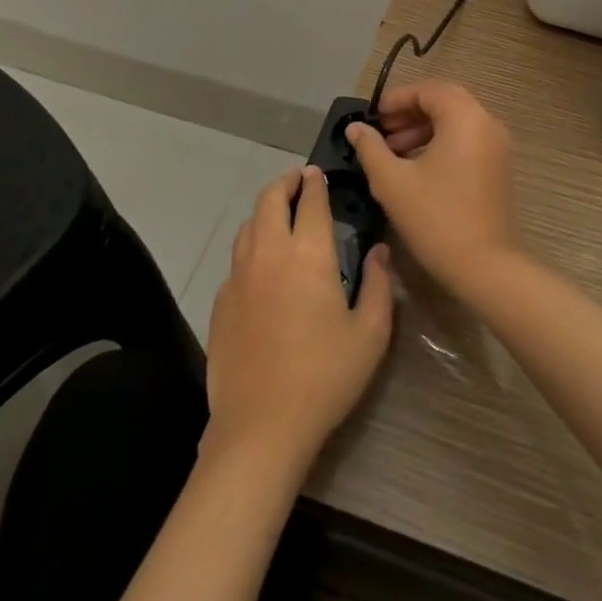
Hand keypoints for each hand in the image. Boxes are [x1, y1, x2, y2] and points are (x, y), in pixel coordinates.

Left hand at [204, 167, 393, 470]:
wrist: (261, 427)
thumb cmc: (325, 378)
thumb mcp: (370, 334)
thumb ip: (380, 284)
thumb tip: (379, 251)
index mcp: (309, 254)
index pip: (311, 201)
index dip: (316, 183)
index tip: (319, 174)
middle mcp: (270, 252)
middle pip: (270, 199)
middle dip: (286, 183)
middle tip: (298, 181)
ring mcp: (240, 275)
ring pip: (249, 224)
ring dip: (266, 211)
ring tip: (280, 215)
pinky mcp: (221, 300)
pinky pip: (237, 258)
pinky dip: (251, 246)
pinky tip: (262, 265)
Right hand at [346, 80, 519, 295]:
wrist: (486, 267)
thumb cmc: (436, 218)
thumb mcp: (393, 182)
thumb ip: (371, 149)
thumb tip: (355, 128)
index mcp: (464, 117)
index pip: (428, 90)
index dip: (397, 99)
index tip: (373, 117)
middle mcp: (486, 123)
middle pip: (444, 101)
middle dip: (409, 113)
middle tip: (382, 131)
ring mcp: (497, 146)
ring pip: (456, 122)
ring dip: (424, 129)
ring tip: (393, 152)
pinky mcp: (498, 167)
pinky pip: (467, 140)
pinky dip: (441, 144)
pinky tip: (416, 168)